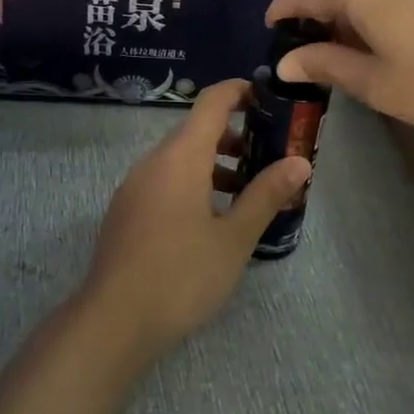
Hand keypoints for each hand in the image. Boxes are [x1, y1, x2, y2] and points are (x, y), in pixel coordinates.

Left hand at [83, 80, 310, 365]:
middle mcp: (154, 161)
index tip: (271, 97)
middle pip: (198, 130)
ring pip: (182, 159)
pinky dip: (195, 183)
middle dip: (238, 136)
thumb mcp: (234, 238)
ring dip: (217, 164)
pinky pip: (166, 180)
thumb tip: (300, 162)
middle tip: (274, 156)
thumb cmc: (181, 275)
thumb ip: (266, 195)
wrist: (113, 322)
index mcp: (181, 157)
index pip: (212, 102)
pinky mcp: (128, 211)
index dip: (241, 91)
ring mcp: (136, 186)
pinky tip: (214, 219)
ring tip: (251, 193)